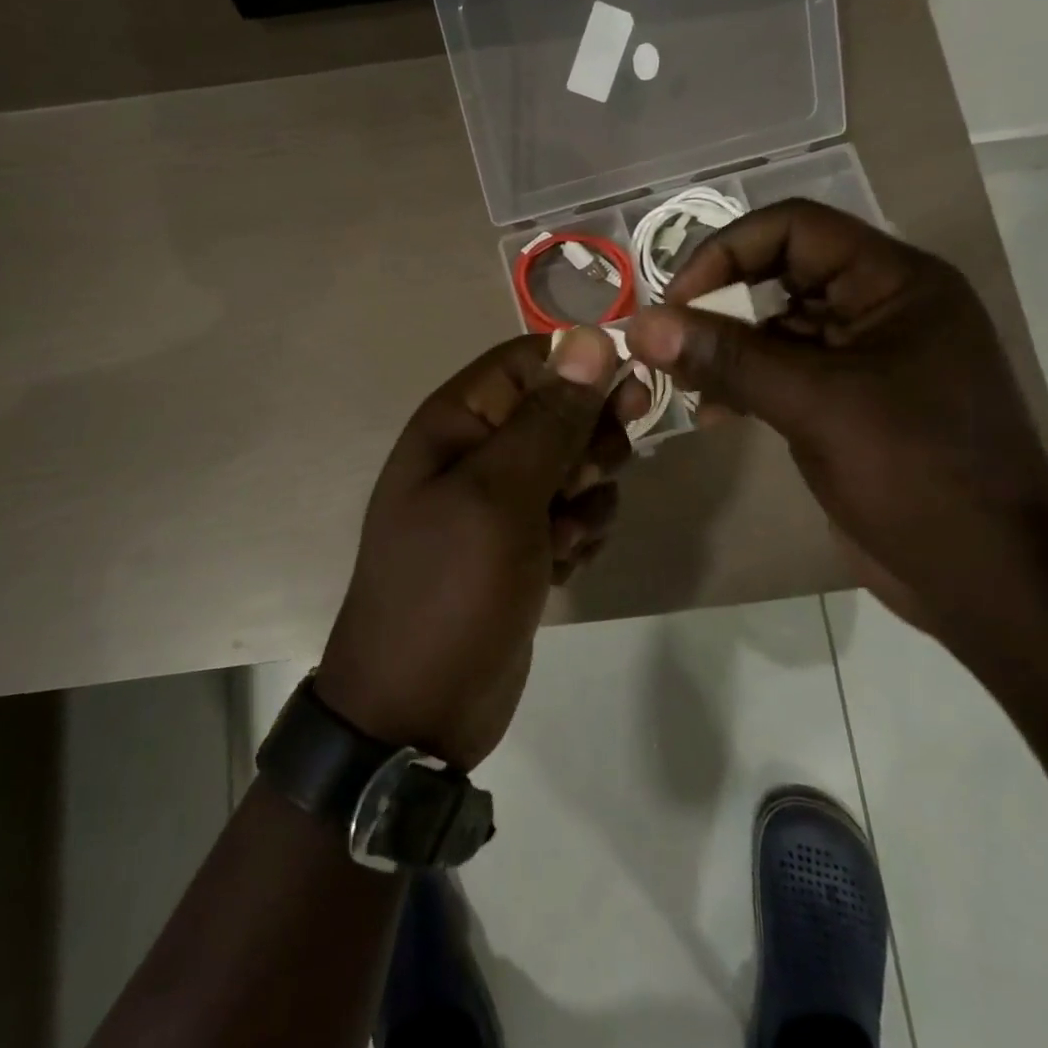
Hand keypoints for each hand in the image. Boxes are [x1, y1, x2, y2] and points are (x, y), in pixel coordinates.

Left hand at [316, 329, 646, 769]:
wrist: (418, 709)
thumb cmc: (450, 590)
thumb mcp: (499, 496)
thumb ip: (548, 419)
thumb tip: (591, 339)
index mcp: (456, 422)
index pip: (529, 361)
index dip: (582, 370)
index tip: (629, 399)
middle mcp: (477, 452)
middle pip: (561, 412)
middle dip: (587, 446)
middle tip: (582, 484)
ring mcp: (500, 503)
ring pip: (576, 467)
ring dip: (586, 501)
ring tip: (560, 541)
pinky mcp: (522, 545)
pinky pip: (573, 515)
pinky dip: (578, 537)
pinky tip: (559, 569)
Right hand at [625, 199, 1047, 638]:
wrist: (987, 578)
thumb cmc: (917, 473)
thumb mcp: (817, 405)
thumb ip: (728, 358)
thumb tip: (642, 326)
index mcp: (896, 282)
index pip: (795, 228)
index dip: (727, 252)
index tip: (675, 302)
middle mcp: (880, 307)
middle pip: (779, 274)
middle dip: (718, 304)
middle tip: (666, 344)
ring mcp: (864, 359)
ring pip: (774, 328)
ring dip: (722, 349)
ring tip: (679, 383)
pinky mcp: (846, 404)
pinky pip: (780, 373)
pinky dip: (740, 384)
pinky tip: (710, 414)